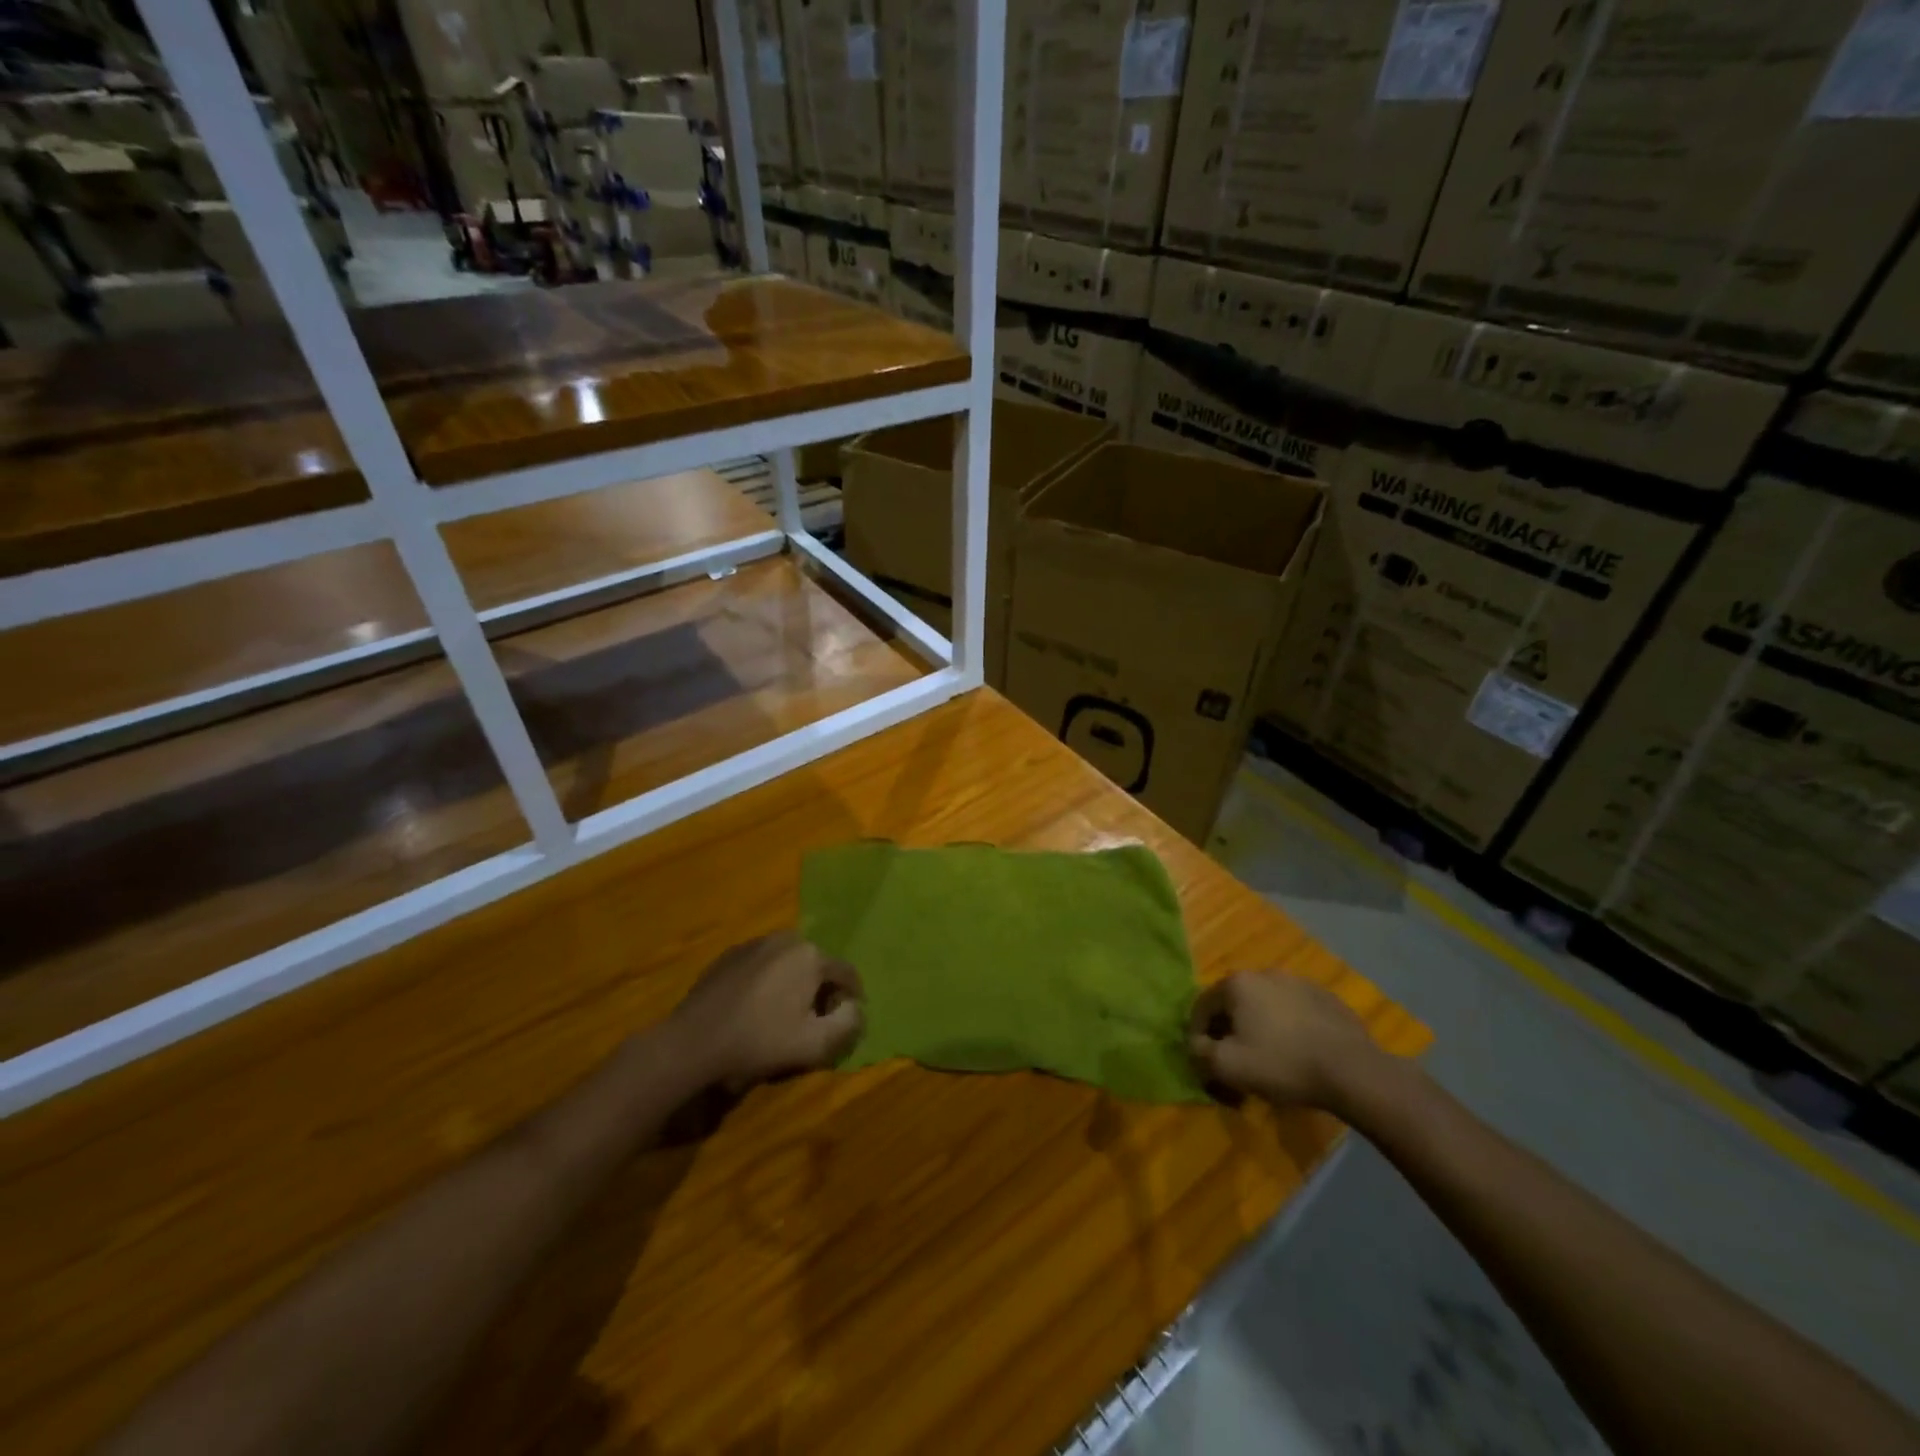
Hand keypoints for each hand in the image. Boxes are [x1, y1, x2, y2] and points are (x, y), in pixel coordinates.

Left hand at [669, 932, 863, 1088]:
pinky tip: (755, 1010)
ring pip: (789, 963)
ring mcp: (754, 944)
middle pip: (817, 965)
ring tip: (782, 1016)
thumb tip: (855, 1008)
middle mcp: (786, 938)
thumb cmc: (759, 1042)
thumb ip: (848, 1024)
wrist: (692, 1043)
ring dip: (793, 985)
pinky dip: (767, 983)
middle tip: (812, 1022)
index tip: (844, 1022)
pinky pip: (762, 966)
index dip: (851, 999)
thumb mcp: (814, 1044)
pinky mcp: (728, 955)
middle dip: (820, 991)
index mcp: (811, 955)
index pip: (847, 974)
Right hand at [1187, 971, 1385, 1112]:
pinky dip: (1288, 1025)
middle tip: (1235, 1057)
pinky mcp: (1326, 997)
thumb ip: (1200, 1052)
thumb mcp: (1228, 1066)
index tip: (1204, 1057)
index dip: (1198, 1033)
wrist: (1352, 1070)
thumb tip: (1195, 1043)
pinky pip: (1294, 1010)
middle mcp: (1264, 973)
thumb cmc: (1282, 1064)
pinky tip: (1298, 1050)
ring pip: (1265, 1004)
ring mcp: (1298, 982)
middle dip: (1230, 1028)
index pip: (1203, 1006)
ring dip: (1259, 1024)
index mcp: (1237, 984)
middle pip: (1235, 1002)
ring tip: (1268, 1055)